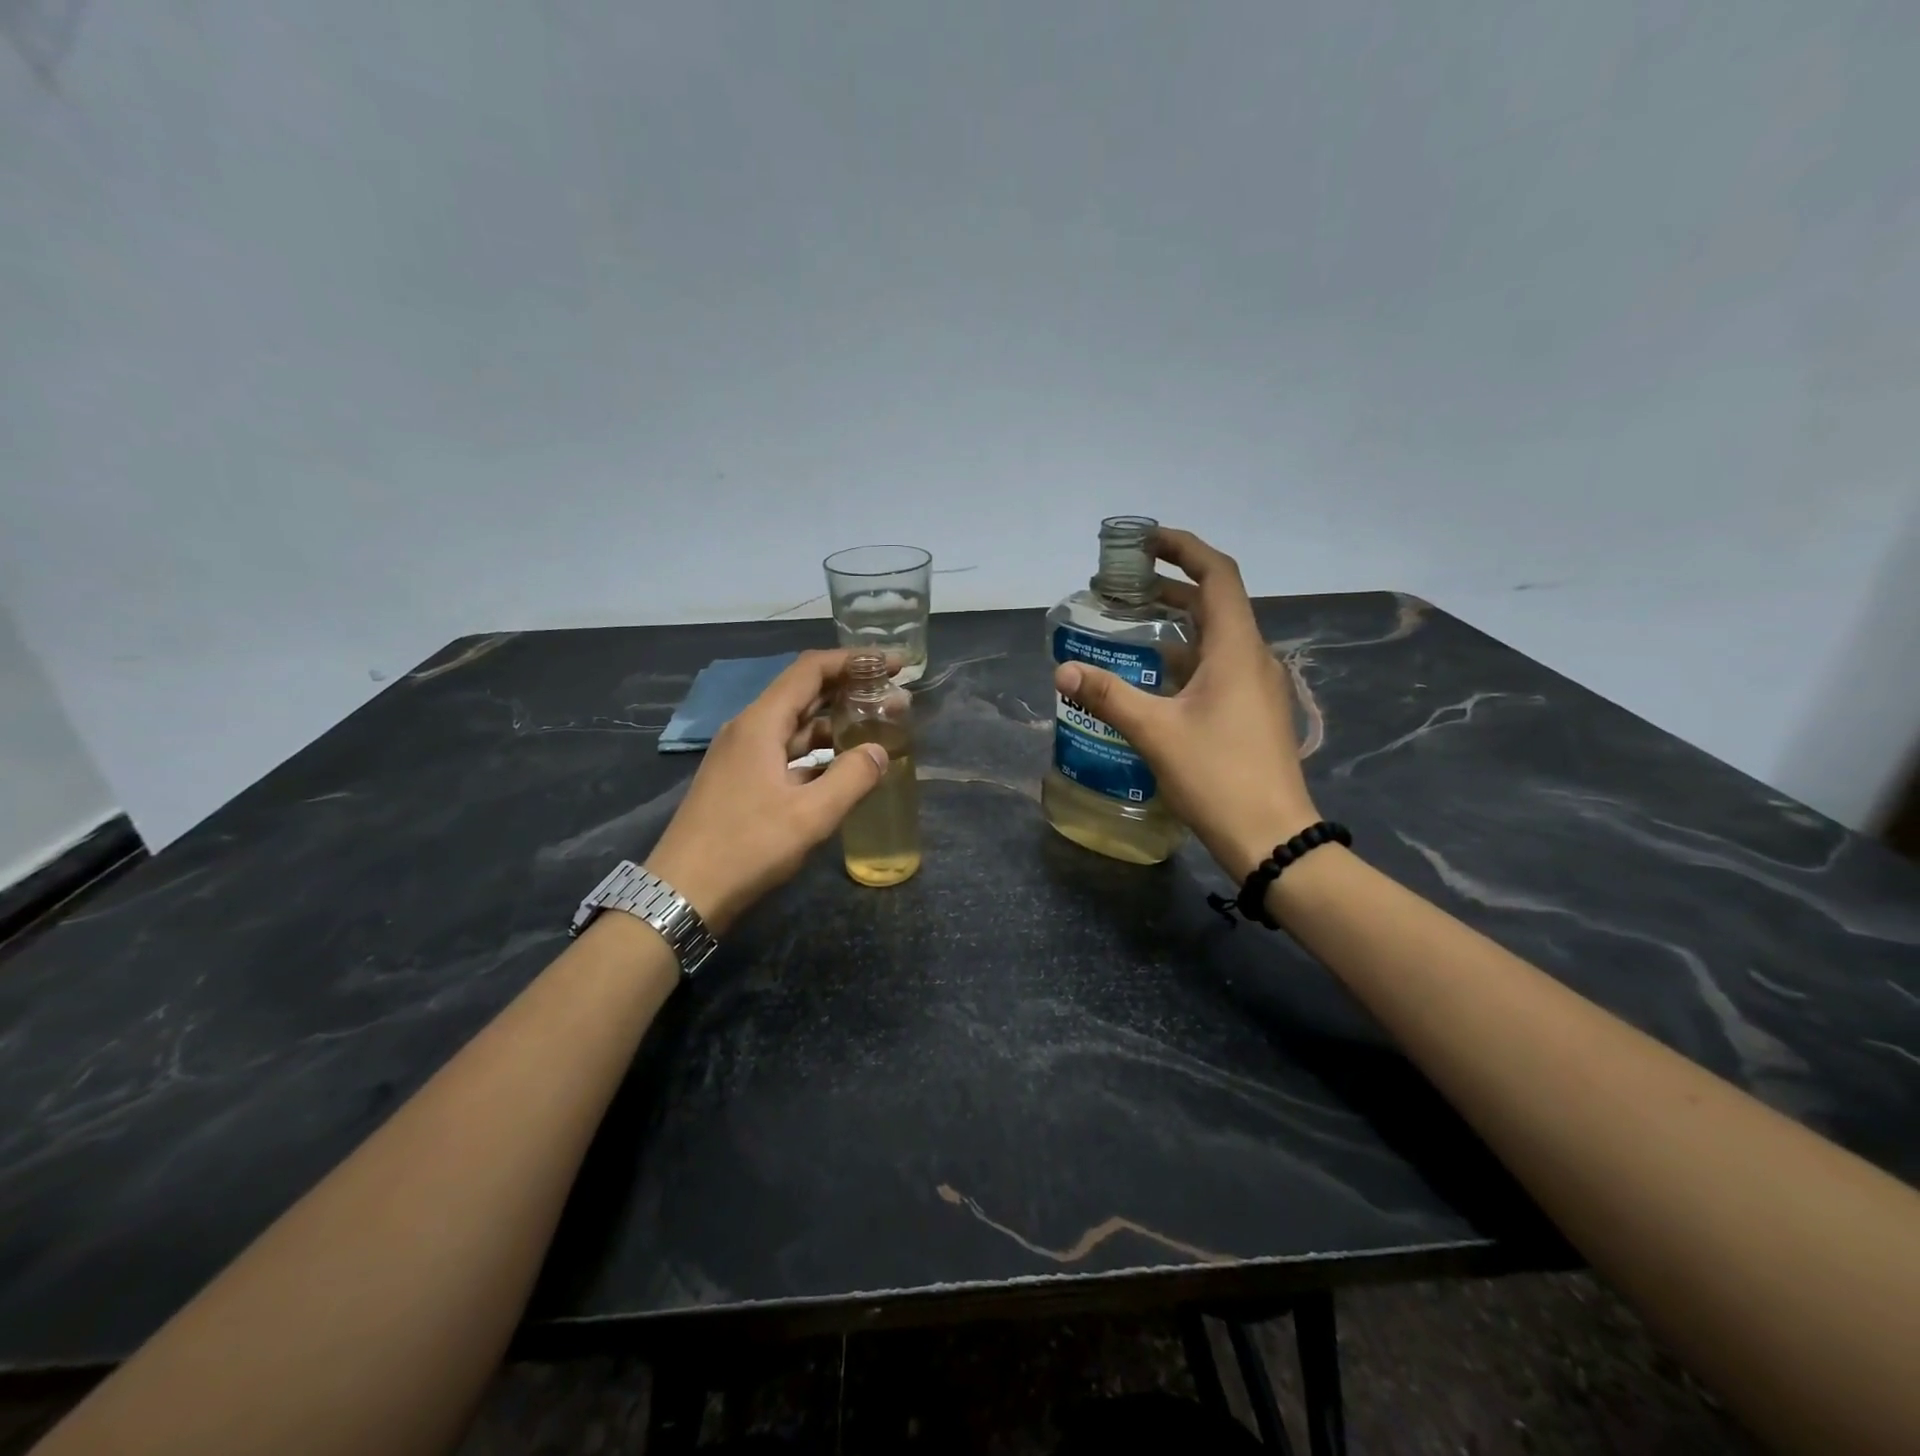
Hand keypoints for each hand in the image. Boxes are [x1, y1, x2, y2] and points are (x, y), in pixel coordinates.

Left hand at [646, 650, 887, 932]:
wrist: (682, 893)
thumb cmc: (746, 848)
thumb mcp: (809, 816)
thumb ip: (852, 778)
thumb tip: (880, 751)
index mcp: (760, 724)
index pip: (811, 670)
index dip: (853, 661)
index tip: (893, 665)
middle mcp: (749, 729)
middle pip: (803, 692)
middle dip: (849, 689)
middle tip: (894, 696)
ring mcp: (742, 756)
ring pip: (795, 724)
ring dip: (835, 722)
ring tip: (877, 728)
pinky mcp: (741, 781)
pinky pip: (786, 751)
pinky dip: (817, 750)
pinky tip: (843, 765)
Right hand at [1053, 528, 1319, 881]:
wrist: (1273, 837)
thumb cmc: (1218, 776)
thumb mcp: (1155, 733)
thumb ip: (1108, 696)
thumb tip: (1063, 670)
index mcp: (1237, 650)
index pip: (1217, 575)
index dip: (1185, 548)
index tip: (1147, 540)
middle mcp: (1253, 658)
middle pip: (1216, 603)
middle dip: (1173, 585)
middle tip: (1126, 585)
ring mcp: (1257, 687)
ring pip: (1217, 638)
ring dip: (1179, 623)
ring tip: (1134, 622)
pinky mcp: (1253, 713)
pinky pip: (1219, 667)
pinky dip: (1187, 657)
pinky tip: (1155, 676)